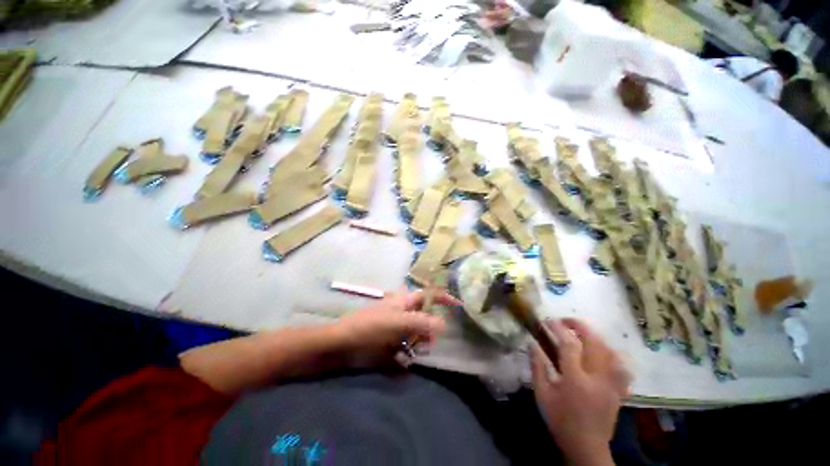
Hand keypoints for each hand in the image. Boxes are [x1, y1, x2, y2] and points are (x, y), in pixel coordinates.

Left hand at [334, 290, 461, 368]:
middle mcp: (403, 311)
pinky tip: (401, 360)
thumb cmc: (370, 326)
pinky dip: (407, 353)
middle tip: (427, 342)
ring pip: (417, 333)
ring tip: (411, 352)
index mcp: (405, 301)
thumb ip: (421, 322)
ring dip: (419, 343)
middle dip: (430, 329)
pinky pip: (407, 347)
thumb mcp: (398, 322)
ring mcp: (397, 327)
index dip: (443, 297)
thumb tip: (444, 323)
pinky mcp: (391, 341)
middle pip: (425, 317)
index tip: (459, 306)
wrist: (342, 344)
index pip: (429, 294)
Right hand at [531, 318, 629, 465]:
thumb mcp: (542, 395)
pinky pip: (621, 366)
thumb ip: (537, 367)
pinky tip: (603, 351)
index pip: (569, 345)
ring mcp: (612, 384)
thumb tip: (533, 344)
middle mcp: (597, 378)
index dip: (558, 328)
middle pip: (594, 342)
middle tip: (566, 320)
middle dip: (580, 326)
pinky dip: (612, 354)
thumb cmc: (560, 420)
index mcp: (576, 379)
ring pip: (610, 351)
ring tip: (581, 333)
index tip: (549, 321)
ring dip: (595, 337)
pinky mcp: (619, 390)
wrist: (587, 447)